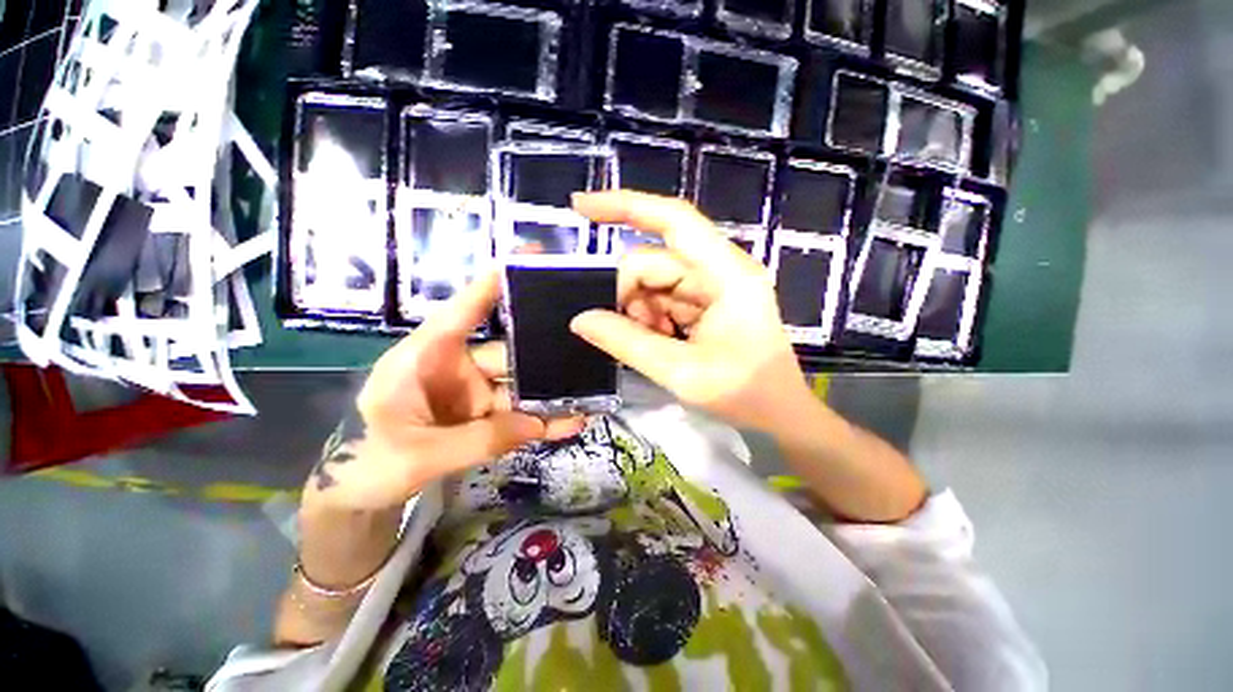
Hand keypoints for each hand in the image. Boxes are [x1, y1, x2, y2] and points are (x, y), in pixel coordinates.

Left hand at [308, 270, 584, 513]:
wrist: (362, 495)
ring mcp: (474, 392)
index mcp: (425, 358)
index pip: (461, 313)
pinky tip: (571, 422)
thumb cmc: (371, 463)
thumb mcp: (421, 454)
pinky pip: (519, 414)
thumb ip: (482, 439)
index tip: (526, 259)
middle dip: (544, 355)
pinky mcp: (485, 414)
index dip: (491, 287)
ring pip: (520, 386)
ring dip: (550, 395)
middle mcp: (455, 366)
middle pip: (507, 353)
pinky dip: (543, 419)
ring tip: (589, 394)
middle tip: (584, 347)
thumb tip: (540, 424)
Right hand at [570, 191, 817, 432]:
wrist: (778, 412)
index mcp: (726, 274)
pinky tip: (660, 342)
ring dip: (641, 312)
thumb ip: (626, 343)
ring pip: (654, 282)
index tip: (580, 207)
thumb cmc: (742, 393)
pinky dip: (652, 319)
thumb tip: (580, 320)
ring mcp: (712, 286)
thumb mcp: (680, 371)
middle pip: (654, 261)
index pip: (674, 220)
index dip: (626, 206)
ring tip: (653, 345)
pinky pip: (663, 299)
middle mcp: (719, 270)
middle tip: (626, 333)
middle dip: (630, 296)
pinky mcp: (706, 303)